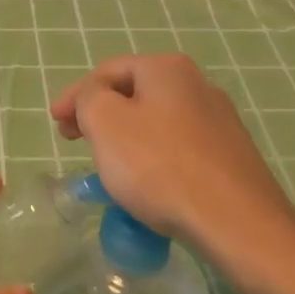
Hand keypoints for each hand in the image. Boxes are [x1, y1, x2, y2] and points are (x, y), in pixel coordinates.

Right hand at [51, 54, 294, 262]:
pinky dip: (155, 162)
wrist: (239, 226)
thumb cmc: (161, 166)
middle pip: (134, 95)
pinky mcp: (232, 158)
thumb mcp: (105, 122)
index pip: (107, 72)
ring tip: (110, 169)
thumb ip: (88, 98)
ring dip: (127, 140)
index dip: (74, 95)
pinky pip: (180, 151)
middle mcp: (198, 85)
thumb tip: (95, 99)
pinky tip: (149, 189)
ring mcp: (220, 122)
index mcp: (166, 68)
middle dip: (101, 117)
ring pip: (157, 124)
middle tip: (77, 142)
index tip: (55, 124)